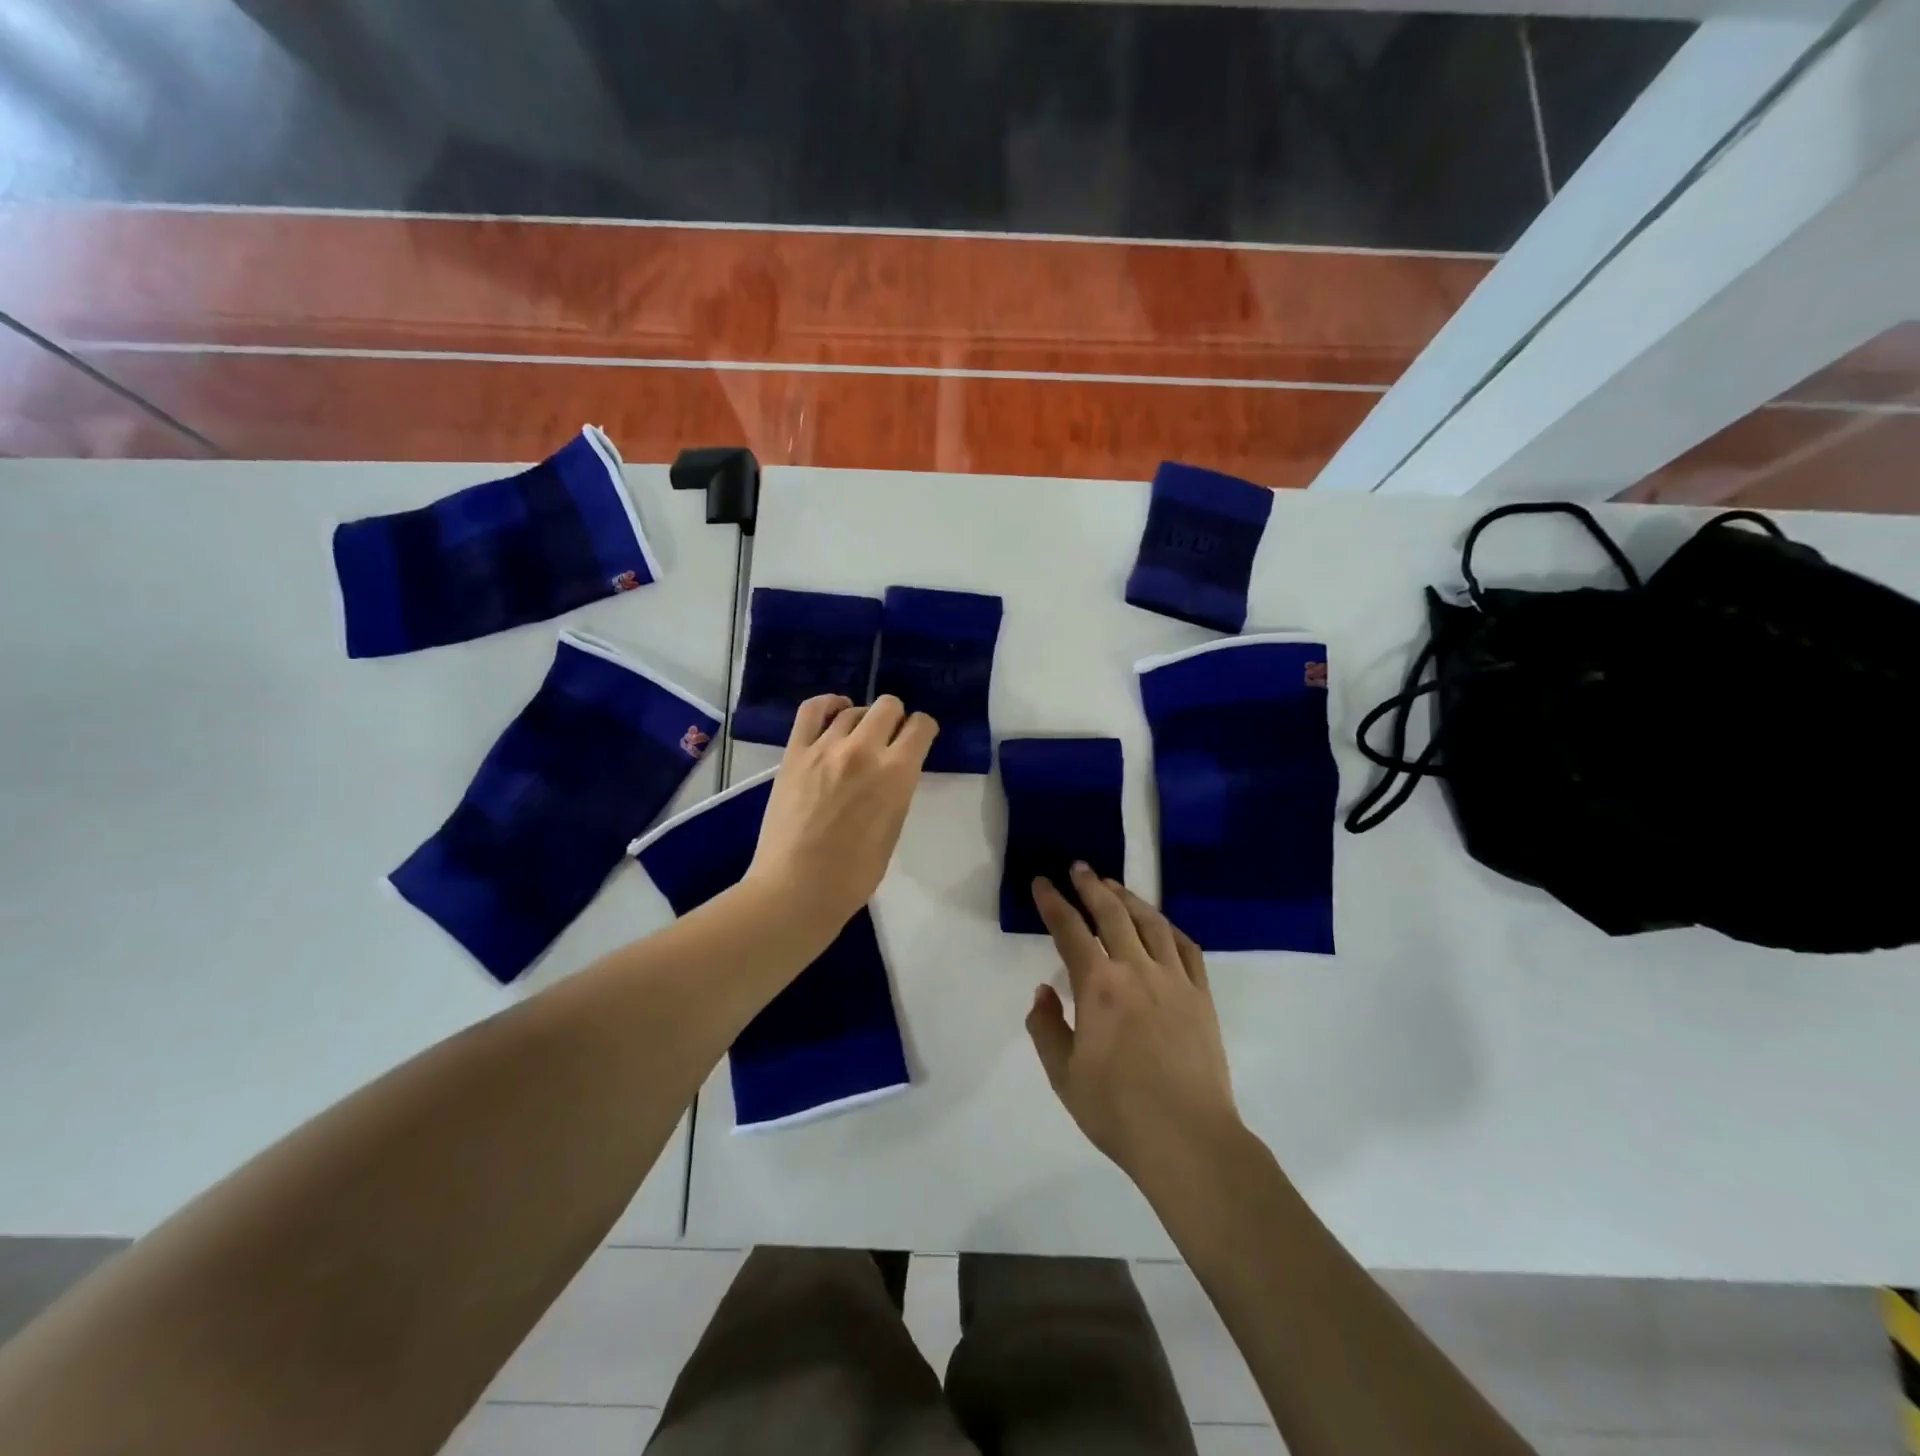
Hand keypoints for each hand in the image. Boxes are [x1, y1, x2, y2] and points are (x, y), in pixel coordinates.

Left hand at [746, 694, 937, 928]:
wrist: (796, 889)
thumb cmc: (854, 874)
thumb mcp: (894, 828)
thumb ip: (897, 789)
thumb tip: (894, 769)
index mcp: (896, 773)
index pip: (921, 727)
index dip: (924, 730)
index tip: (919, 740)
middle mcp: (864, 750)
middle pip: (888, 706)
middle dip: (896, 718)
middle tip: (890, 739)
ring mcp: (824, 748)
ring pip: (854, 709)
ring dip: (864, 719)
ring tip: (860, 736)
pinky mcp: (794, 753)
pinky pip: (812, 710)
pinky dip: (828, 704)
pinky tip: (835, 711)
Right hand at [1027, 866, 1241, 1194]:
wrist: (1187, 1139)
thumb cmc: (1118, 1110)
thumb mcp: (1064, 1075)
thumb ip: (1047, 1028)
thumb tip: (1044, 992)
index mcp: (1099, 987)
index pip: (1070, 931)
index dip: (1053, 903)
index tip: (1042, 883)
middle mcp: (1137, 971)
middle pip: (1112, 914)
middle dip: (1091, 886)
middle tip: (1079, 868)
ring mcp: (1175, 981)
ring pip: (1151, 923)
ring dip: (1129, 899)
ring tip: (1114, 886)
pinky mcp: (1202, 997)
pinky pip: (1187, 948)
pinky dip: (1169, 928)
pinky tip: (1161, 924)